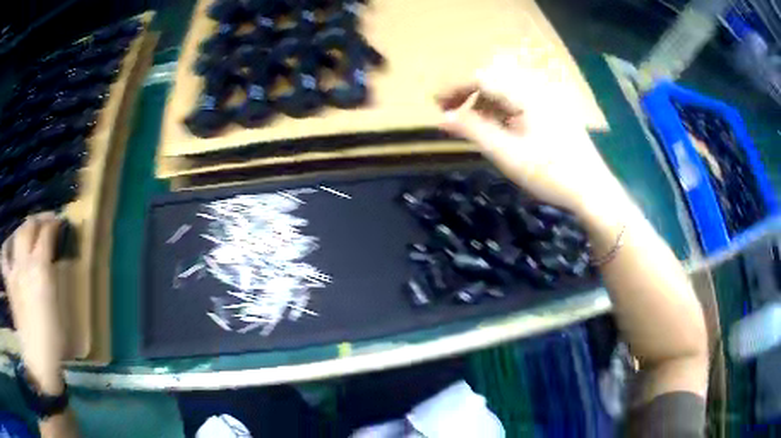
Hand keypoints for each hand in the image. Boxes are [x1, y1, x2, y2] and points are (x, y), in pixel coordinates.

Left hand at [2, 212, 64, 393]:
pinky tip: (10, 250)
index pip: (46, 233)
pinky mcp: (9, 283)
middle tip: (46, 223)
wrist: (38, 362)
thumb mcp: (59, 307)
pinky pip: (4, 256)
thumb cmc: (53, 340)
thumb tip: (52, 261)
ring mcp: (13, 271)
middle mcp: (24, 262)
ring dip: (23, 230)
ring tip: (28, 234)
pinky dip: (7, 248)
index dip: (54, 224)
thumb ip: (52, 277)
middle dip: (38, 220)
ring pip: (16, 235)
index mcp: (40, 269)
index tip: (60, 223)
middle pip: (28, 227)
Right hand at [436, 52, 620, 214]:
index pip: (482, 76)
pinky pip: (520, 99)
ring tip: (474, 126)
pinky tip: (500, 128)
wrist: (592, 190)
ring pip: (506, 88)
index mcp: (526, 94)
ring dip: (485, 102)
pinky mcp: (553, 109)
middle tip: (452, 114)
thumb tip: (442, 118)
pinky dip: (503, 109)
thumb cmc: (551, 174)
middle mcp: (537, 87)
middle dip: (469, 93)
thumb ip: (473, 131)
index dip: (455, 87)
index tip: (436, 104)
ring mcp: (548, 97)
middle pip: (494, 78)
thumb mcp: (507, 154)